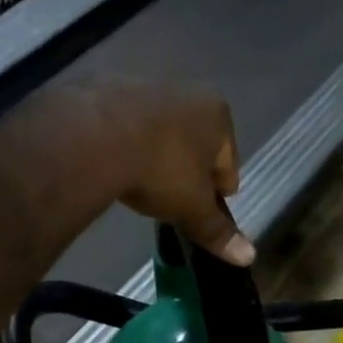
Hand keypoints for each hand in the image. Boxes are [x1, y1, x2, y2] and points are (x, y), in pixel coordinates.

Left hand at [14, 80, 252, 265]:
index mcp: (218, 115)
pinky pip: (128, 125)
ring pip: (162, 132)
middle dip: (187, 172)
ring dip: (156, 155)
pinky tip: (114, 163)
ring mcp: (148, 85)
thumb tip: (249, 257)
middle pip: (196, 144)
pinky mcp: (110, 88)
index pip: (229, 165)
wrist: (94, 135)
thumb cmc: (160, 169)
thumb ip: (218, 231)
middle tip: (169, 201)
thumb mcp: (192, 208)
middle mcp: (188, 91)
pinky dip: (126, 143)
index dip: (216, 195)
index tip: (198, 213)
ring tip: (138, 184)